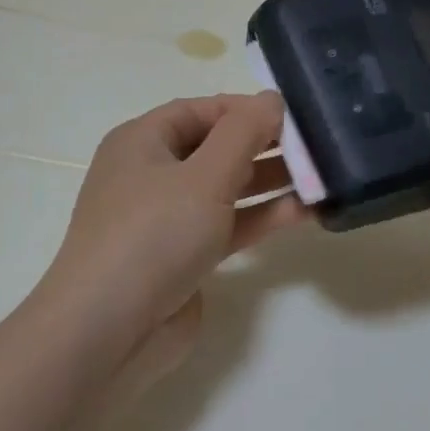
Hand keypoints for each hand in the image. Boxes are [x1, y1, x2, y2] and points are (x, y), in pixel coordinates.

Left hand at [45, 93, 309, 372]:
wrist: (109, 332)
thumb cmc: (153, 235)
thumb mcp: (204, 176)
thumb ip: (243, 133)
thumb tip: (270, 99)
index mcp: (141, 142)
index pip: (199, 110)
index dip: (245, 108)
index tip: (292, 115)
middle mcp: (151, 174)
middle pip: (214, 148)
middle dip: (263, 145)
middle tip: (315, 146)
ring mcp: (166, 219)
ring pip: (224, 189)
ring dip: (268, 182)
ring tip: (320, 175)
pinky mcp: (184, 257)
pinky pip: (227, 226)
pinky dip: (260, 217)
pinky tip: (304, 211)